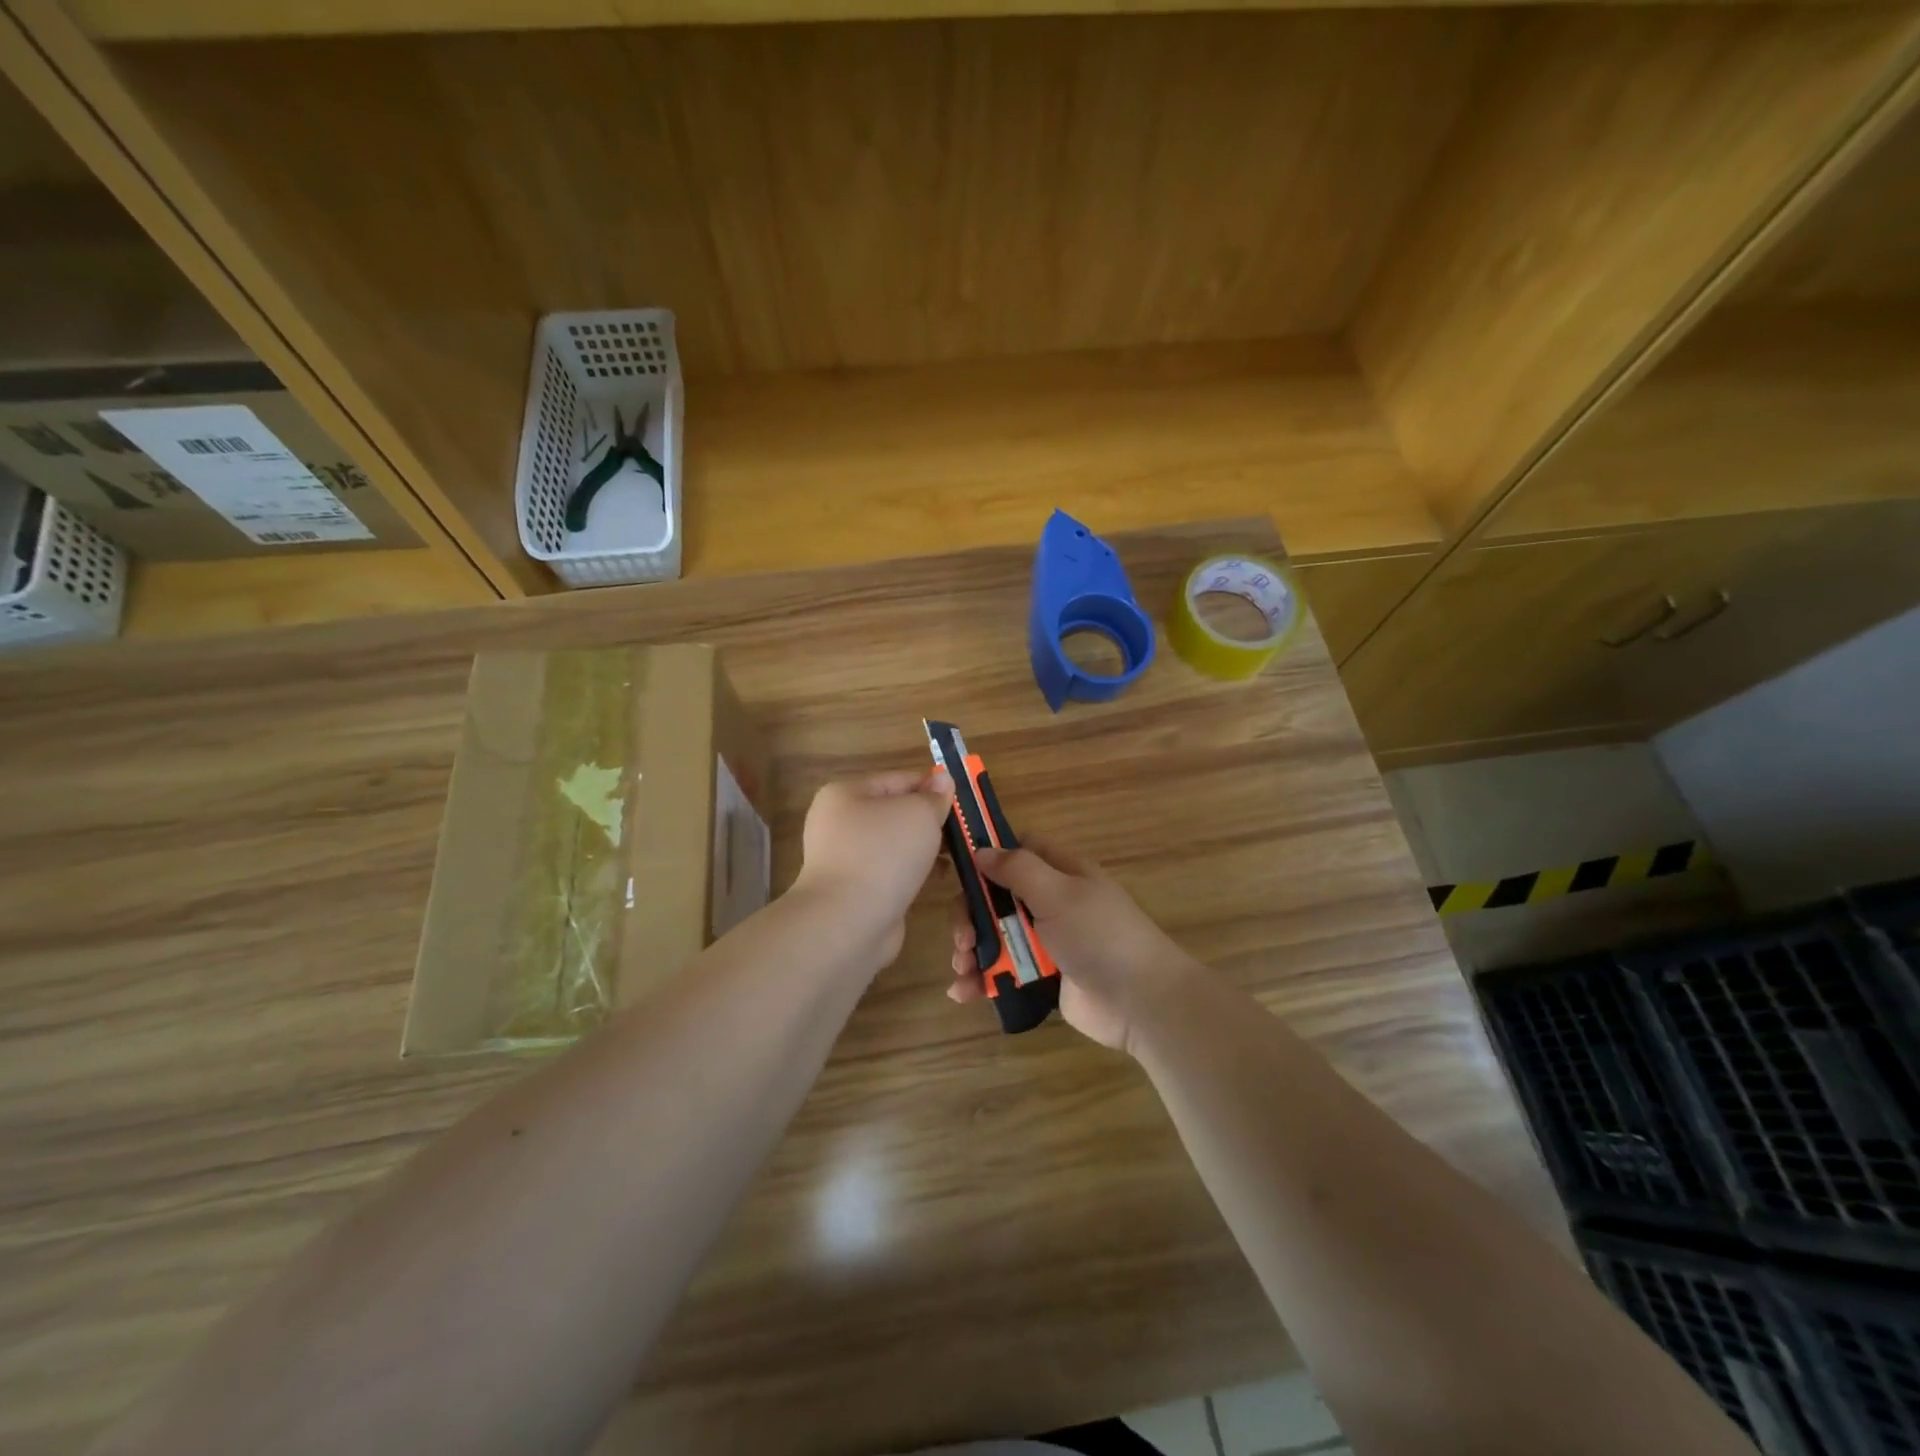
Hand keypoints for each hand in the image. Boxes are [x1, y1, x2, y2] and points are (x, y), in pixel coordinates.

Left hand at [793, 769, 953, 963]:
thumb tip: (943, 780)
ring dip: (926, 849)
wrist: (849, 922)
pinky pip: (892, 872)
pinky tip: (940, 878)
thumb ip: (935, 796)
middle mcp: (840, 824)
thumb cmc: (883, 854)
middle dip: (931, 821)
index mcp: (846, 794)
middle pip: (896, 813)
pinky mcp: (856, 891)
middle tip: (965, 830)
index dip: (933, 786)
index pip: (898, 780)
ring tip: (959, 855)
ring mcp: (846, 860)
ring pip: (896, 845)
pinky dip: (915, 873)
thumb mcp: (919, 814)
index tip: (964, 800)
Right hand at [947, 841, 1201, 1052]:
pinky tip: (964, 992)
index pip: (1018, 850)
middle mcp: (1050, 903)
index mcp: (1061, 874)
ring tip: (964, 969)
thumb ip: (1018, 869)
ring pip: (995, 936)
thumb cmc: (1100, 936)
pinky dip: (981, 980)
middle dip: (971, 916)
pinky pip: (1003, 972)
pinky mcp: (1041, 977)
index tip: (956, 867)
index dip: (988, 854)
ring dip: (971, 950)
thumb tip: (981, 850)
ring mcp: (1045, 942)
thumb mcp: (1059, 894)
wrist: (1140, 1002)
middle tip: (964, 939)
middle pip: (995, 898)